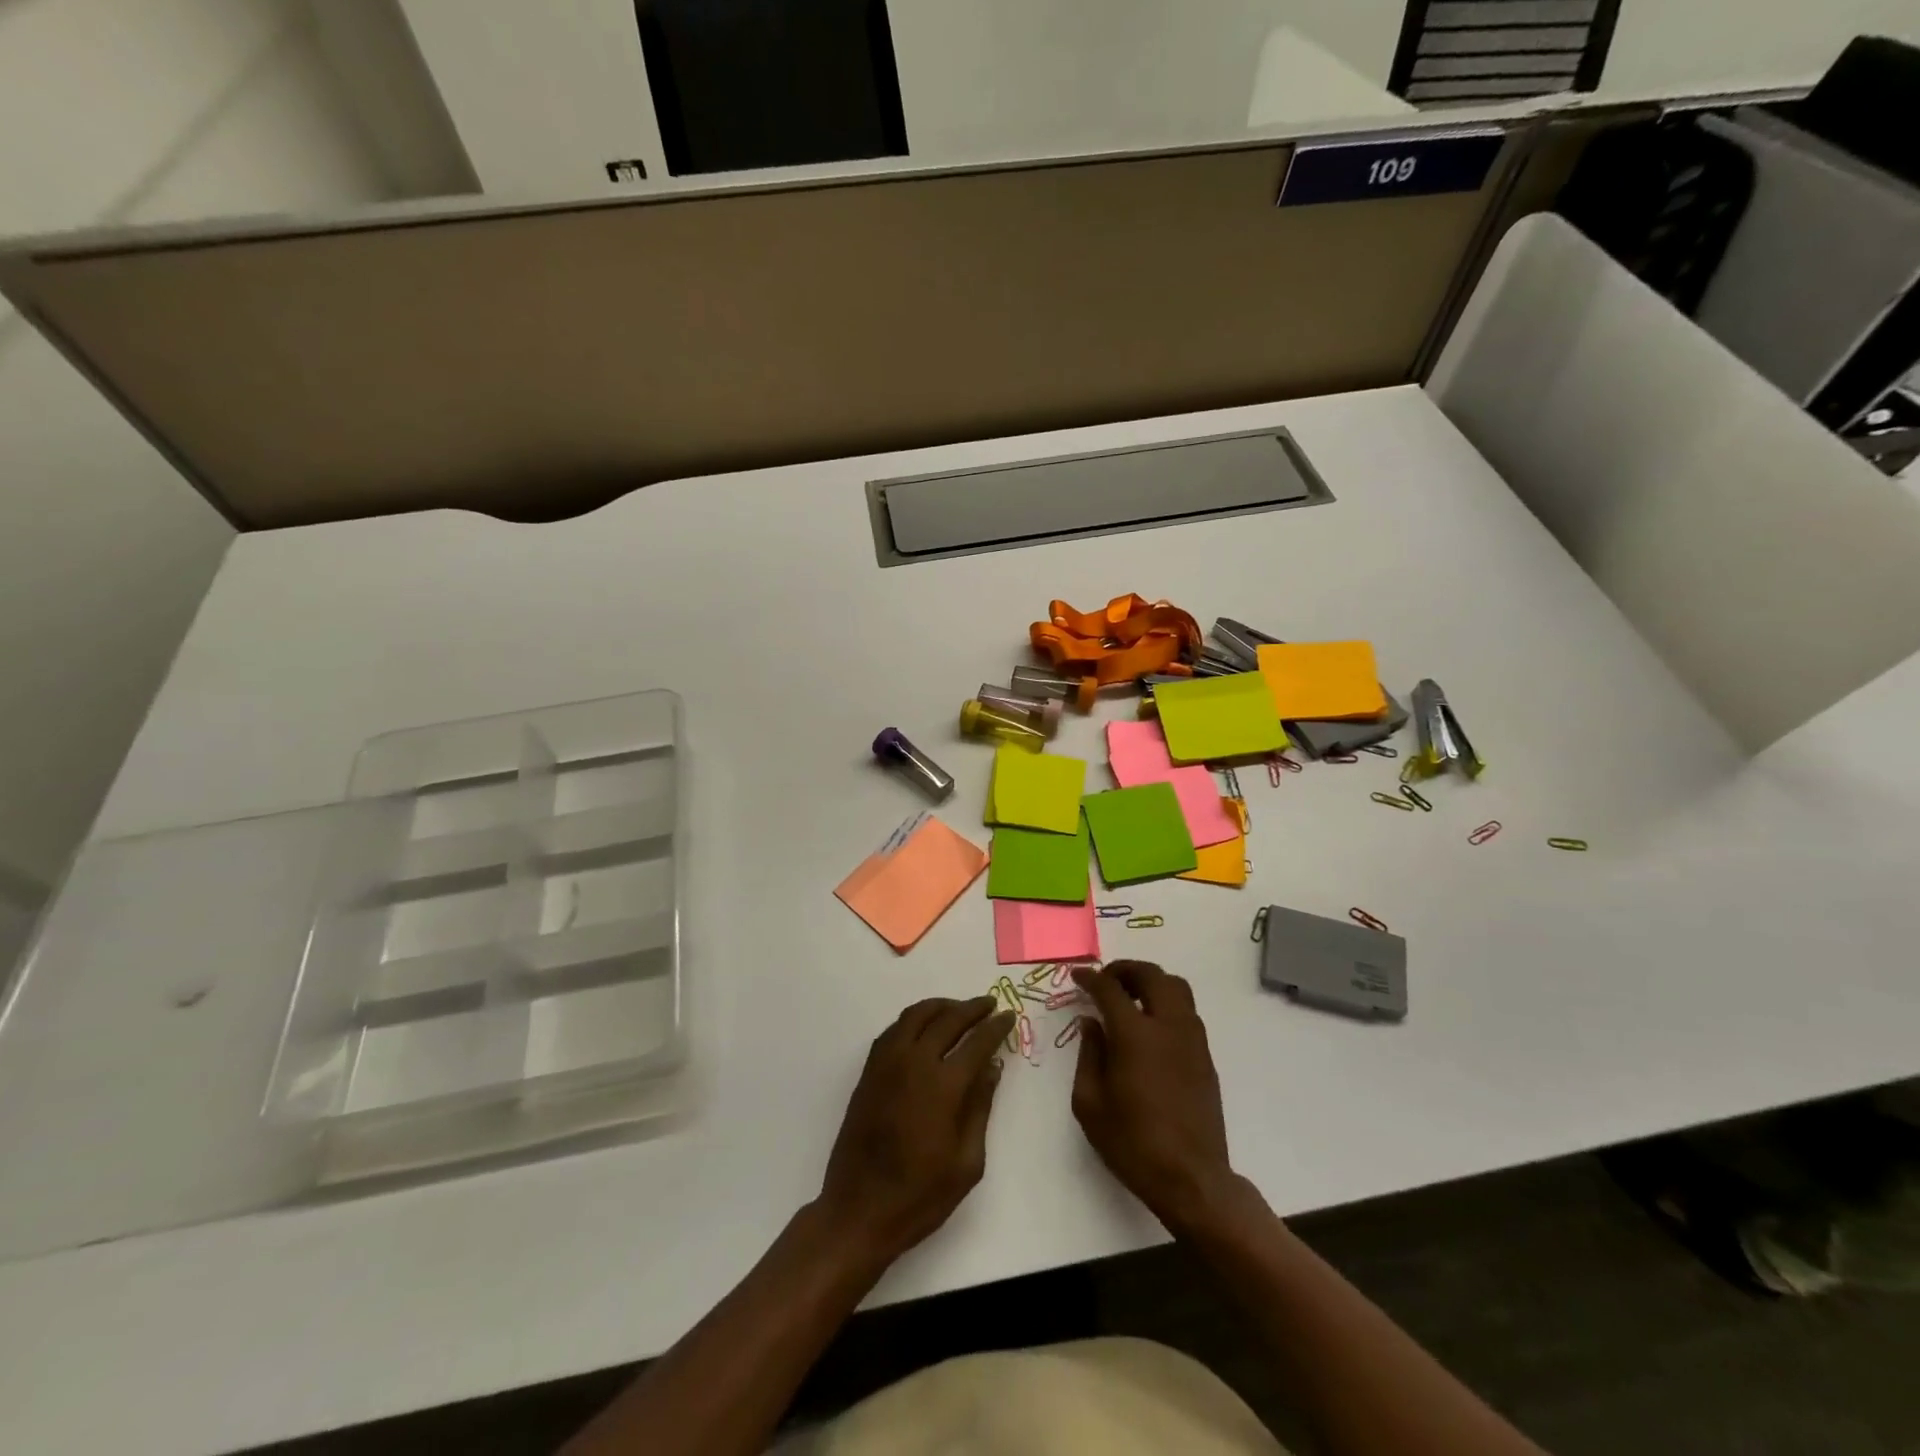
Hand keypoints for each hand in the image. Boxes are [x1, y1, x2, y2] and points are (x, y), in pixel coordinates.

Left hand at [817, 996, 1014, 1261]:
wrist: (858, 1211)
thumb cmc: (920, 1196)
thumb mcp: (966, 1163)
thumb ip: (980, 1108)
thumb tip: (992, 1068)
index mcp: (943, 1086)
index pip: (977, 1042)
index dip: (996, 1027)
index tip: (1009, 1015)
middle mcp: (914, 1063)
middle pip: (947, 1019)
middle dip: (972, 1008)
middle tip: (989, 1004)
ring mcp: (887, 1064)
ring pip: (916, 1016)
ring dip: (941, 1006)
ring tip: (959, 1009)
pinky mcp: (869, 1072)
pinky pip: (894, 1030)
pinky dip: (914, 1019)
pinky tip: (925, 1028)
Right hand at [1071, 961, 1235, 1232]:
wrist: (1191, 1178)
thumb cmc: (1133, 1143)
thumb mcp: (1090, 1103)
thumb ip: (1089, 1055)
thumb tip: (1091, 1023)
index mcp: (1135, 1036)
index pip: (1111, 989)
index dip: (1091, 978)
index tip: (1078, 976)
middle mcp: (1168, 1027)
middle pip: (1152, 976)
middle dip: (1126, 969)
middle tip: (1107, 979)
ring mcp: (1193, 1040)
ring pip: (1177, 988)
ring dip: (1151, 982)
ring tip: (1131, 996)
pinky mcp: (1206, 1056)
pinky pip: (1187, 1012)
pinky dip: (1167, 1003)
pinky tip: (1150, 1025)